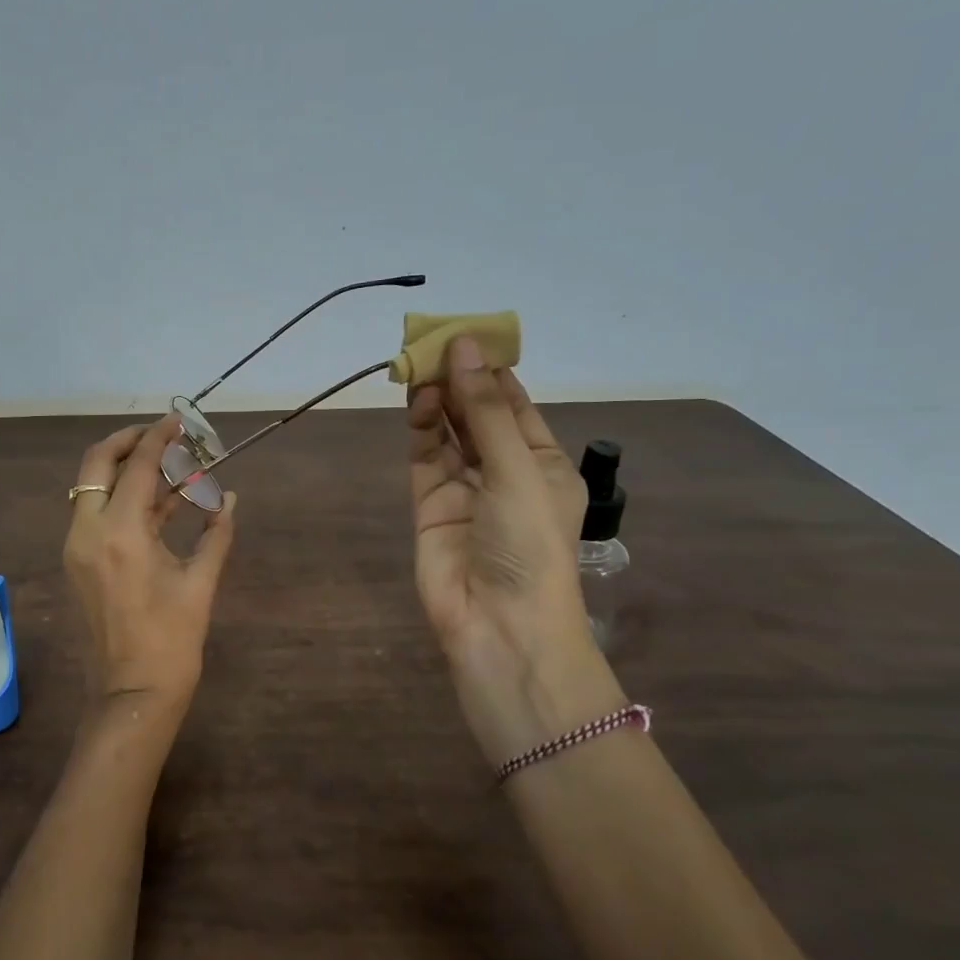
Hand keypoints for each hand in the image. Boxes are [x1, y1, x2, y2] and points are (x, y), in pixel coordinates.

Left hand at [63, 413, 237, 727]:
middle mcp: (88, 532)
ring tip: (167, 467)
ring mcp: (76, 548)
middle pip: (97, 464)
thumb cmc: (172, 641)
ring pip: (92, 488)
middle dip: (128, 442)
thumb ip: (215, 533)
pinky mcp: (77, 563)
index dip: (160, 438)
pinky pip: (94, 514)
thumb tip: (229, 497)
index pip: (138, 467)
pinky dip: (120, 500)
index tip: (178, 421)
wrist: (132, 692)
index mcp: (120, 533)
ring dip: (124, 471)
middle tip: (161, 436)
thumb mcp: (200, 583)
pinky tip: (156, 502)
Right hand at [407, 337, 621, 762]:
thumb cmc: (529, 544)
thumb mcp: (517, 469)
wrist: (499, 625)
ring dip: (438, 398)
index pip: (515, 406)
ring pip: (448, 433)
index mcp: (543, 464)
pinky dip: (420, 427)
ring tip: (420, 362)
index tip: (468, 335)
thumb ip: (485, 411)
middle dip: (459, 380)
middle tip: (433, 341)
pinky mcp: (428, 505)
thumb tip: (464, 348)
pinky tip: (416, 396)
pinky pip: (425, 457)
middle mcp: (503, 473)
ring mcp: (464, 490)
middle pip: (478, 415)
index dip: (493, 370)